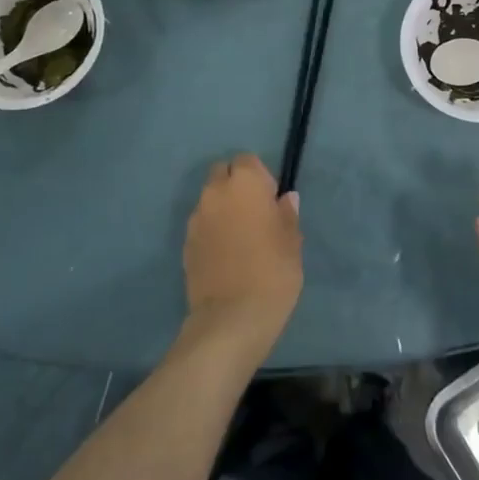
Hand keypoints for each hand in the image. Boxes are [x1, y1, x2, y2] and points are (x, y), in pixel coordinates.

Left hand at [180, 153, 302, 366]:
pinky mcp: (186, 244)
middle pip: (222, 174)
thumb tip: (285, 198)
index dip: (260, 177)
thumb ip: (287, 214)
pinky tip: (226, 255)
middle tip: (255, 214)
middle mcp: (215, 193)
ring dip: (223, 208)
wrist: (232, 319)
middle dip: (236, 186)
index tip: (271, 201)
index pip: (248, 161)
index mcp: (244, 184)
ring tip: (240, 237)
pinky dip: (212, 230)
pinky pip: (202, 225)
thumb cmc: (272, 272)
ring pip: (210, 200)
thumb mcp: (292, 241)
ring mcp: (196, 219)